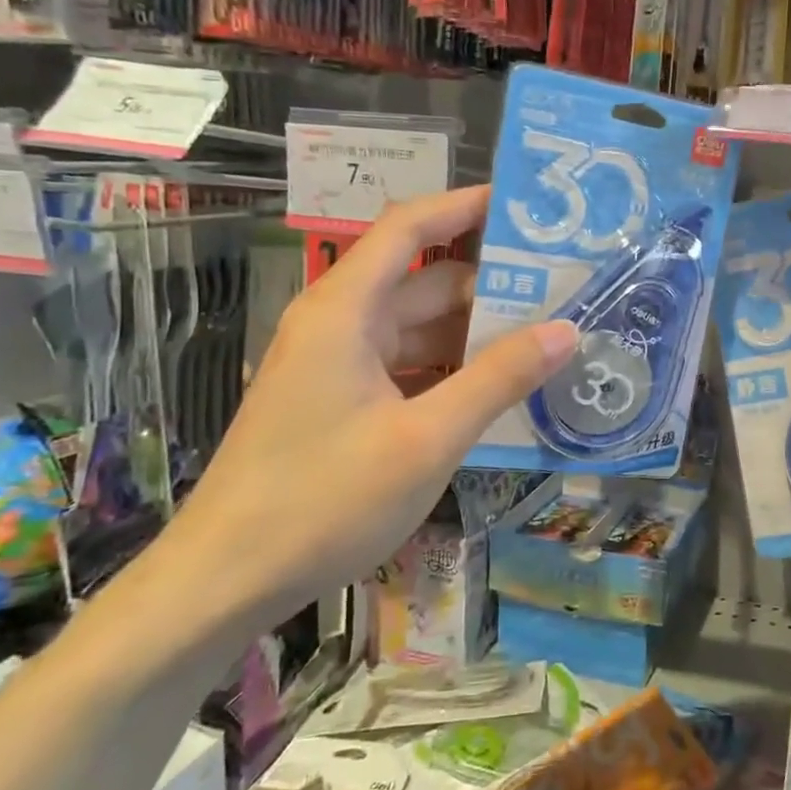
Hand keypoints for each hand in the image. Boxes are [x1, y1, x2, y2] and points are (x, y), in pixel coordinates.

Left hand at [165, 187, 577, 631]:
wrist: (224, 582)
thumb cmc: (323, 500)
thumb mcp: (427, 438)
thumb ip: (499, 379)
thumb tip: (566, 330)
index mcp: (346, 311)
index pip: (409, 228)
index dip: (464, 207)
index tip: (523, 208)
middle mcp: (339, 325)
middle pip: (423, 282)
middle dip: (489, 284)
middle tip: (562, 291)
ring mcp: (336, 366)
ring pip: (418, 330)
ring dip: (475, 335)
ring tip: (545, 341)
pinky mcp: (339, 403)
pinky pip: (407, 368)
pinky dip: (451, 372)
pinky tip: (498, 393)